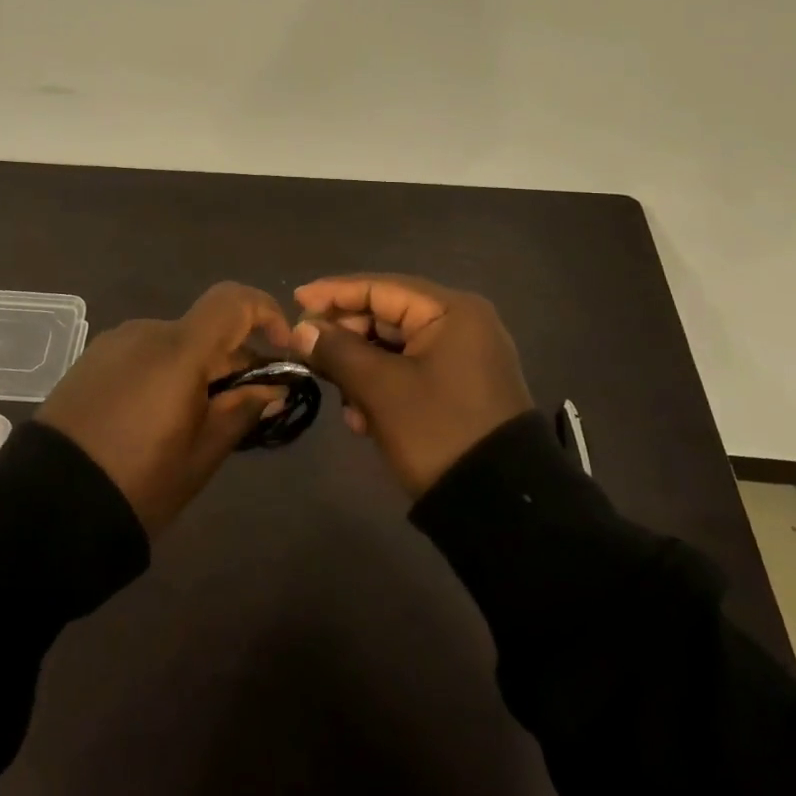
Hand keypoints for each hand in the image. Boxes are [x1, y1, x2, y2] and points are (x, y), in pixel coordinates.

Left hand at [37, 283, 292, 536]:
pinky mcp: (90, 361)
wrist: (46, 507)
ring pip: (174, 343)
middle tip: (243, 407)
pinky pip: (143, 354)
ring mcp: (112, 343)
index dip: (266, 313)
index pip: (233, 301)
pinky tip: (157, 416)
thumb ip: (241, 411)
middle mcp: (146, 332)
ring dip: (198, 368)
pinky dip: (165, 372)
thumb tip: (272, 388)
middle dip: (233, 358)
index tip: (281, 349)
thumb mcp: (202, 454)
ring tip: (197, 420)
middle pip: (205, 328)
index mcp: (178, 349)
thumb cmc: (138, 482)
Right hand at [290, 272, 532, 495]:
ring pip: (393, 347)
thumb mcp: (381, 389)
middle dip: (346, 338)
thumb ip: (338, 350)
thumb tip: (302, 329)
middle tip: (309, 354)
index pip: (380, 287)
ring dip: (360, 369)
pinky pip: (409, 371)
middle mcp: (461, 323)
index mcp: (451, 311)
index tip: (294, 301)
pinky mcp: (459, 386)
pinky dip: (382, 387)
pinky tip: (362, 419)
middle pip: (386, 315)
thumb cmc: (438, 432)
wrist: (501, 508)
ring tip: (340, 398)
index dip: (333, 293)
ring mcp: (463, 356)